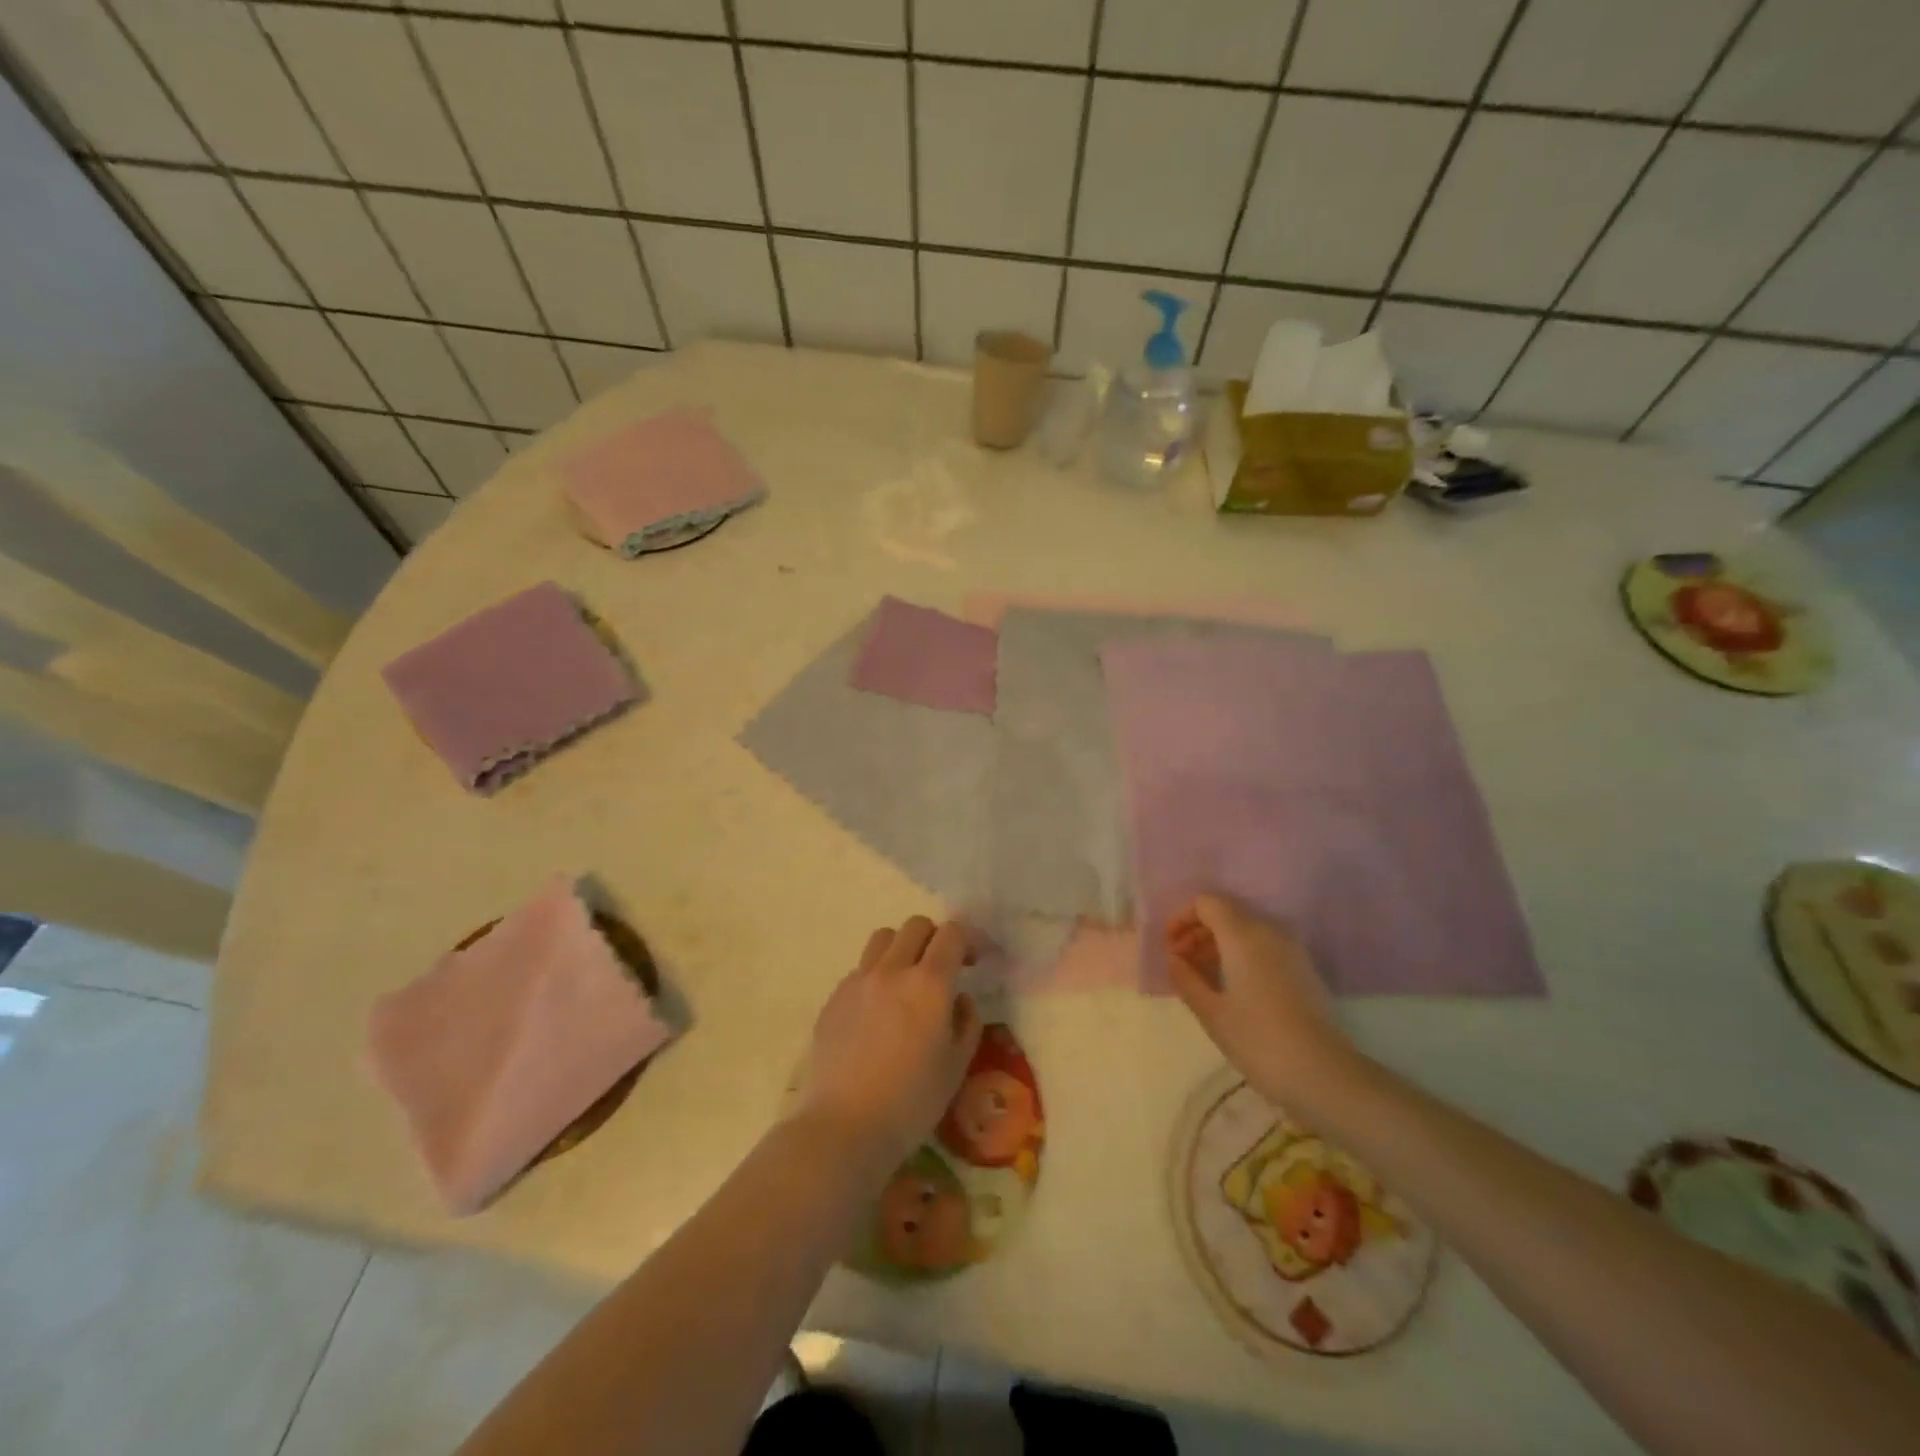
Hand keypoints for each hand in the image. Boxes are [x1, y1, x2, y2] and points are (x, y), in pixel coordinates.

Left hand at [795, 917, 983, 1172]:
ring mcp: (858, 981)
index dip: (967, 940)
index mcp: (929, 984)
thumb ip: (966, 1022)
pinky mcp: (834, 997)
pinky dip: (876, 975)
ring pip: (883, 939)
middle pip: (915, 926)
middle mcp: (892, 970)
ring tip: (906, 980)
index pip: (951, 933)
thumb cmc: (911, 1103)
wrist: (844, 1127)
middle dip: (934, 938)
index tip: (972, 961)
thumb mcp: (956, 1066)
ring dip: (901, 948)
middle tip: (941, 967)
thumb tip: (960, 998)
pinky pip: (860, 968)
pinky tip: (877, 1011)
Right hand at [1167, 894, 1353, 1109]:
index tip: (1171, 949)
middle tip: (1182, 964)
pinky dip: (1241, 953)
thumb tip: (1174, 960)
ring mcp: (1291, 947)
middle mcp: (1269, 930)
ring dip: (1219, 943)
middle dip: (1199, 931)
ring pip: (1246, 928)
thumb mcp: (1211, 1012)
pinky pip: (1264, 944)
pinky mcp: (1302, 966)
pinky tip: (1231, 985)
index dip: (1182, 919)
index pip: (1207, 902)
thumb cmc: (1258, 1040)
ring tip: (1203, 976)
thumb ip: (1186, 978)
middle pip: (1226, 912)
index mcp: (1243, 934)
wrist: (1321, 1073)